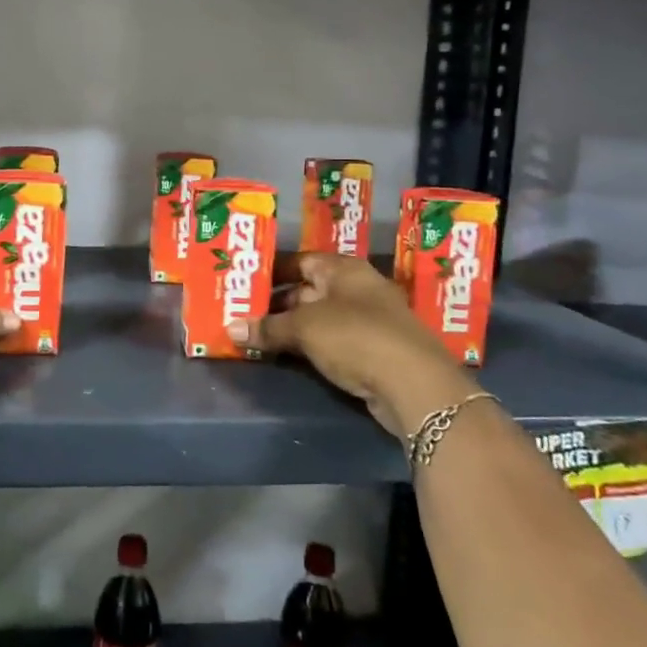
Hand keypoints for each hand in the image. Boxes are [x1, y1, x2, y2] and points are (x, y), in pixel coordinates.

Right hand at [228, 253, 467, 438]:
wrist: (414, 385)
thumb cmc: (356, 337)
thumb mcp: (304, 328)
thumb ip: (267, 328)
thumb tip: (231, 329)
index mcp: (344, 270)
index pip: (301, 261)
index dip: (273, 270)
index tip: (245, 281)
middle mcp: (357, 289)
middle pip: (308, 290)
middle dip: (276, 303)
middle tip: (241, 312)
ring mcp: (368, 322)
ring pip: (319, 319)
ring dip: (290, 328)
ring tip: (254, 335)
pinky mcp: (372, 352)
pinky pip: (330, 343)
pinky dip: (308, 347)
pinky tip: (284, 356)